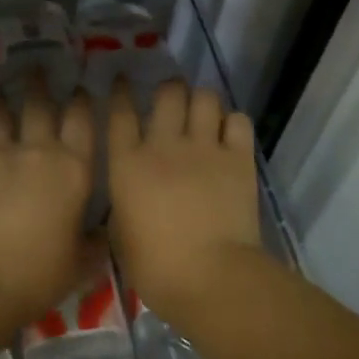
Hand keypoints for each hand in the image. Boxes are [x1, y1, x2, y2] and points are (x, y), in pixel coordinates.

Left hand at [0, 79, 95, 326]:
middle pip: (41, 104)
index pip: (82, 120)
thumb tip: (100, 229)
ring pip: (6, 108)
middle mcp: (41, 149)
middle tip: (39, 67)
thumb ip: (94, 239)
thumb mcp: (82, 260)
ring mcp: (3, 151)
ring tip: (5, 79)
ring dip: (6, 91)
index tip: (79, 89)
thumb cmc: (41, 272)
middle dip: (41, 82)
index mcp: (75, 168)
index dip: (82, 100)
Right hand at [107, 79, 263, 327]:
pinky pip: (238, 121)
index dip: (120, 92)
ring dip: (202, 100)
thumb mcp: (120, 235)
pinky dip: (233, 122)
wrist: (210, 277)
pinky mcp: (238, 158)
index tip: (122, 81)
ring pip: (205, 98)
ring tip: (203, 111)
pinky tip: (229, 133)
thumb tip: (128, 194)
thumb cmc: (155, 267)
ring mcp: (204, 148)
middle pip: (168, 93)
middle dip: (169, 89)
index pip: (120, 112)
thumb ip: (122, 203)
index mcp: (128, 163)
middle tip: (172, 97)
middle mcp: (165, 145)